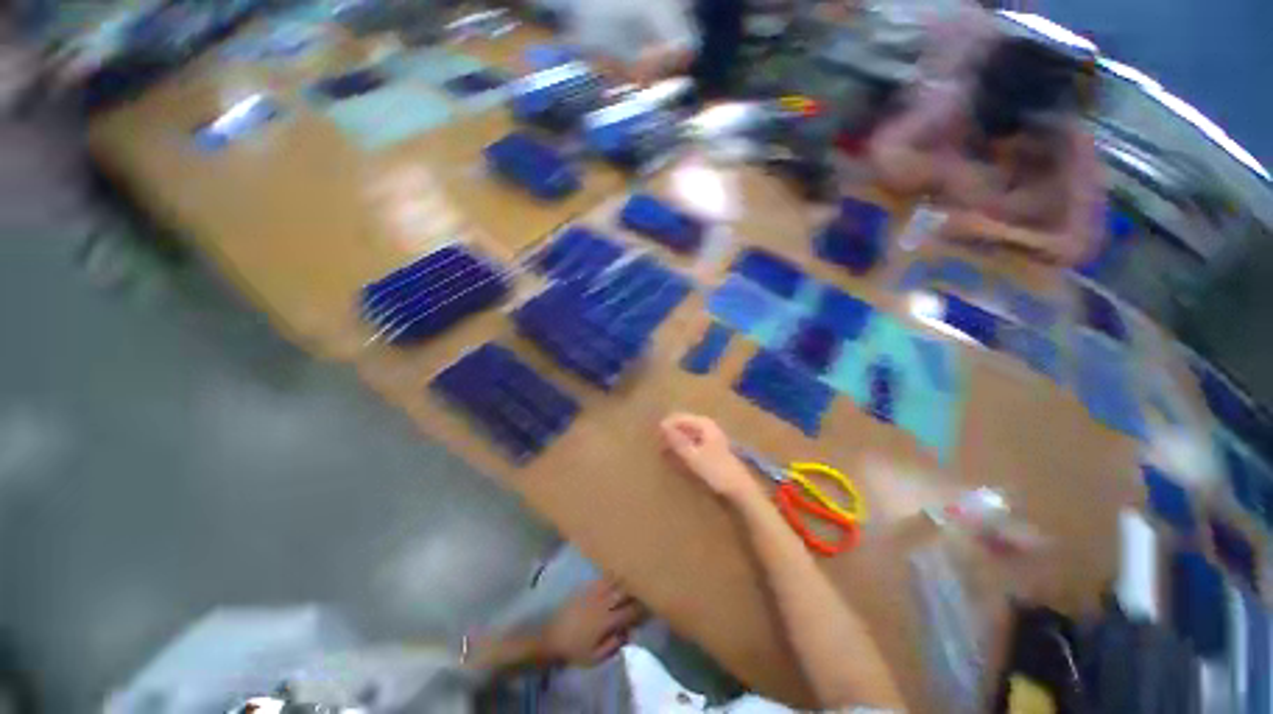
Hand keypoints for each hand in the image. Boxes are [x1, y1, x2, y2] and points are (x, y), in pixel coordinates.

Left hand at [541, 580, 645, 666]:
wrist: (552, 636)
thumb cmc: (574, 650)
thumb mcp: (595, 658)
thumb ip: (614, 645)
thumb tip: (630, 633)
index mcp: (607, 621)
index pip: (630, 611)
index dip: (642, 609)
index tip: (651, 606)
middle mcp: (603, 603)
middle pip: (625, 592)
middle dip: (638, 589)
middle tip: (648, 588)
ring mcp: (595, 592)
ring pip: (616, 581)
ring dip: (628, 579)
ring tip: (638, 575)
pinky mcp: (587, 587)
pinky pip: (604, 578)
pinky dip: (614, 574)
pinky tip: (620, 571)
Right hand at [660, 413, 762, 502]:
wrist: (739, 489)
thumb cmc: (716, 471)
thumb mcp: (693, 457)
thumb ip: (677, 441)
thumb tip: (661, 426)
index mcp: (704, 424)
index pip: (678, 417)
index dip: (666, 426)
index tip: (655, 440)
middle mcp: (707, 425)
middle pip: (683, 423)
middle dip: (670, 433)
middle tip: (659, 447)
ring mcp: (710, 435)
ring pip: (687, 432)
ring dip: (676, 440)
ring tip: (666, 452)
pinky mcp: (711, 446)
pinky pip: (692, 440)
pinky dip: (684, 446)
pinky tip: (679, 456)